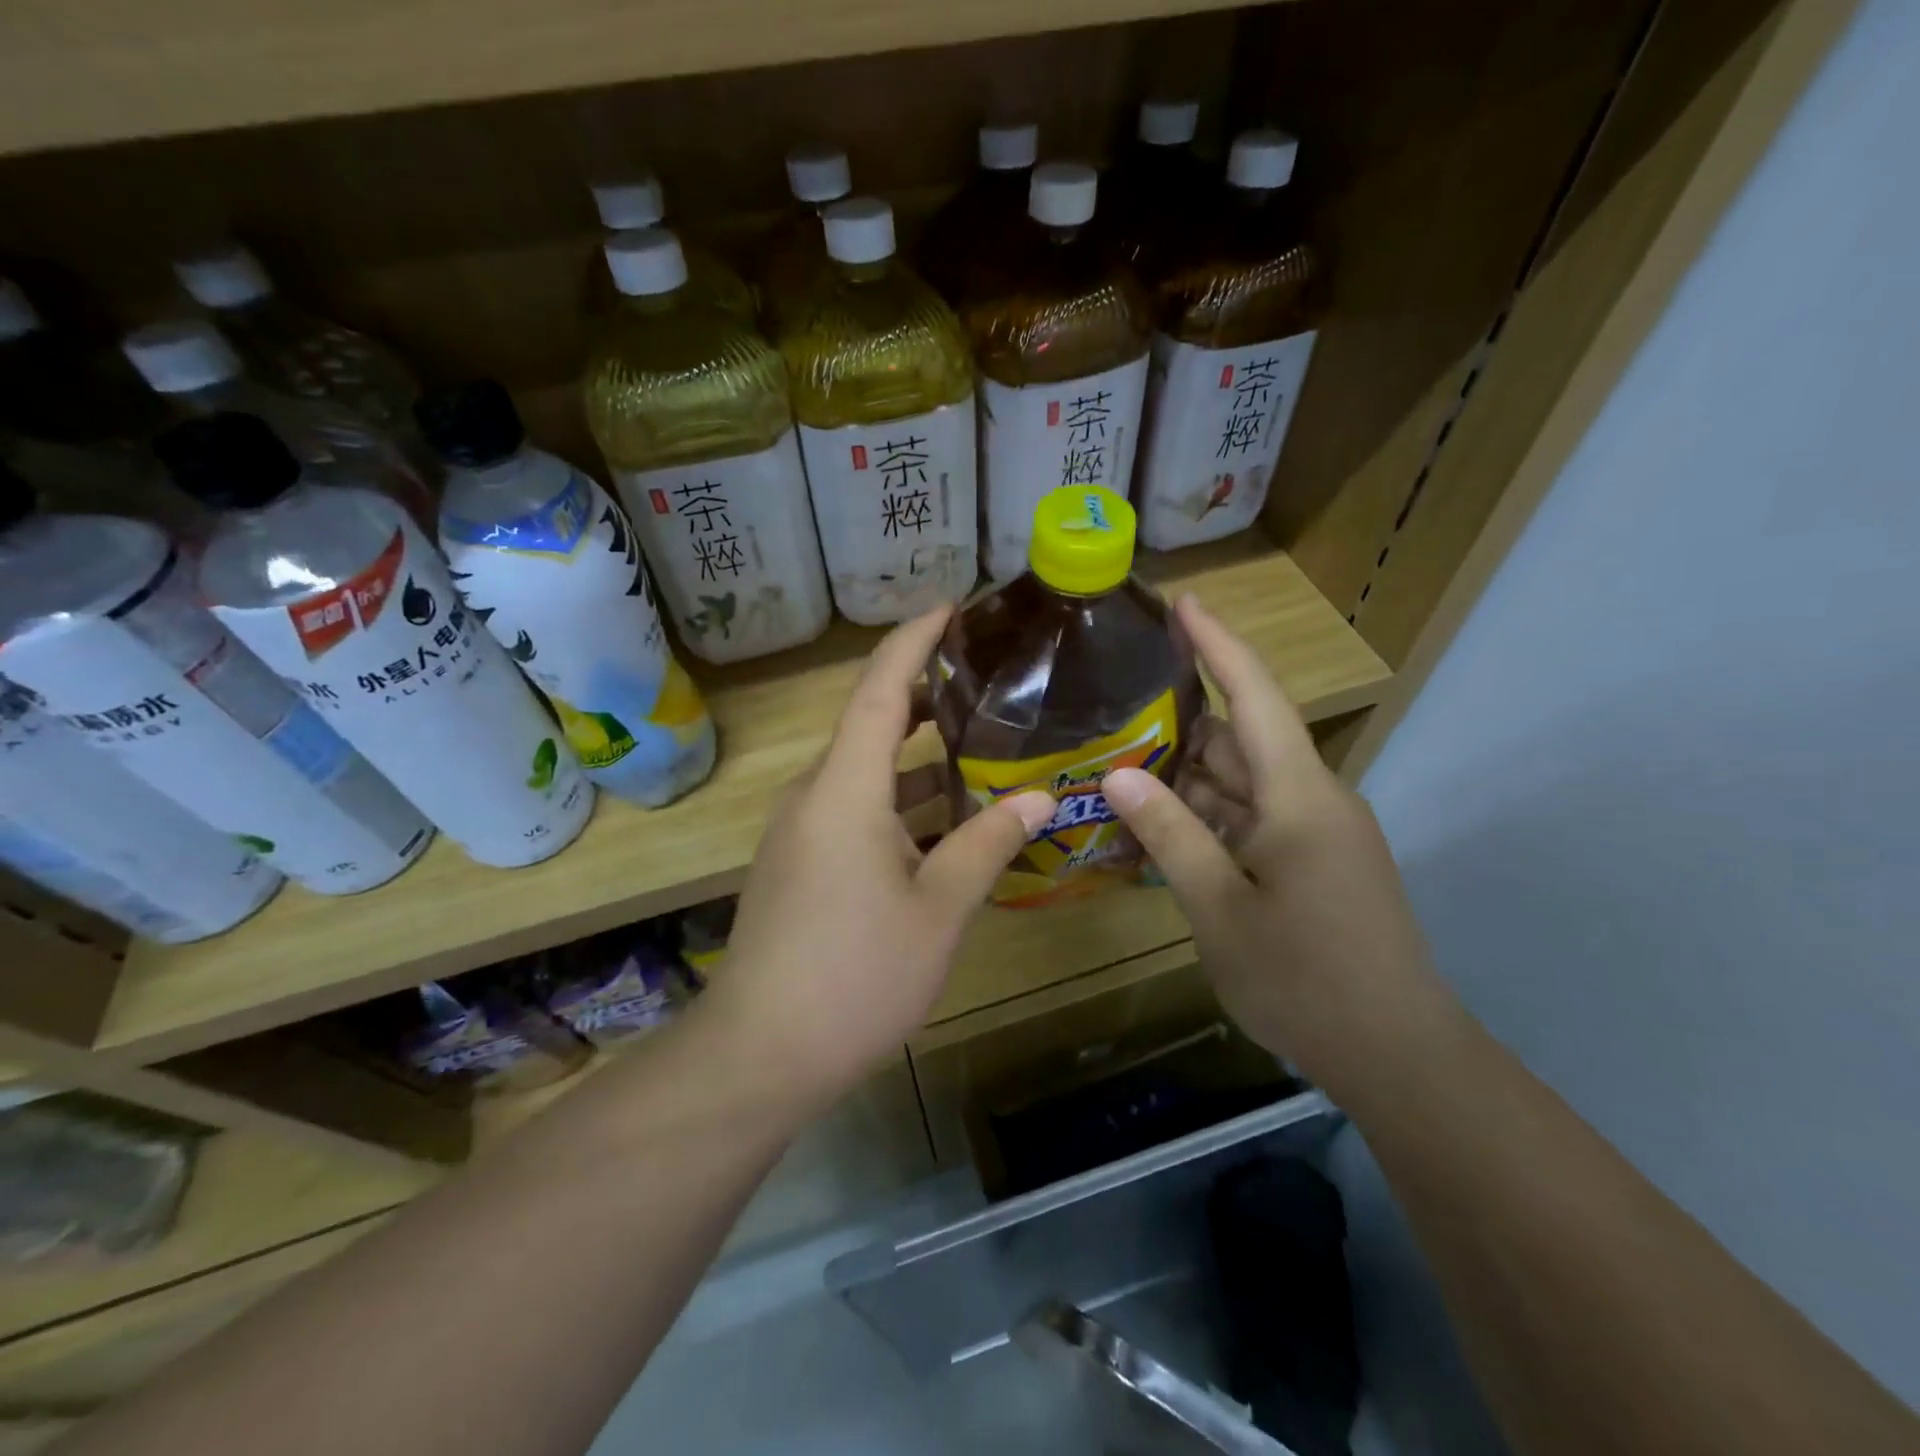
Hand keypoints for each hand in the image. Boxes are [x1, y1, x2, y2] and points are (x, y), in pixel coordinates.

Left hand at [693, 608, 1054, 1109]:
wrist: (761, 1052)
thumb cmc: (855, 974)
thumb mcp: (938, 909)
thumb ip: (988, 844)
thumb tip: (1040, 795)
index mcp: (845, 788)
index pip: (879, 688)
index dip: (914, 641)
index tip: (952, 607)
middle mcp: (816, 794)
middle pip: (871, 724)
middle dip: (925, 697)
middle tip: (988, 684)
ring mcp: (803, 831)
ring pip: (866, 773)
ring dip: (919, 761)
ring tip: (983, 750)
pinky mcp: (801, 863)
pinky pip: (856, 811)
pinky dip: (901, 803)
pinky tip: (948, 825)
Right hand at [1101, 596, 1458, 1091]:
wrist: (1397, 1055)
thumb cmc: (1305, 978)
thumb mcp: (1220, 906)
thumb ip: (1171, 833)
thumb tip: (1120, 773)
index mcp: (1300, 796)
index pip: (1256, 696)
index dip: (1218, 645)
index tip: (1183, 602)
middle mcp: (1313, 800)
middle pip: (1243, 740)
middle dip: (1183, 722)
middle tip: (1116, 707)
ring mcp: (1317, 834)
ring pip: (1244, 784)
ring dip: (1189, 777)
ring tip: (1122, 764)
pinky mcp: (1314, 864)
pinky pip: (1253, 820)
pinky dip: (1209, 816)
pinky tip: (1162, 825)